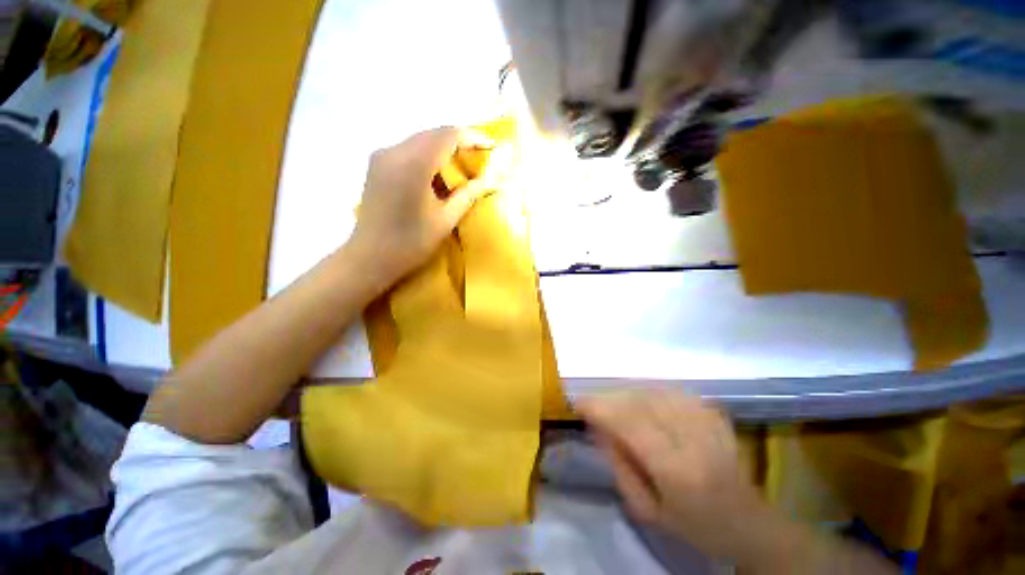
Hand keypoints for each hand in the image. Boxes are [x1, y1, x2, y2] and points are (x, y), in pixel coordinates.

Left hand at [348, 127, 497, 285]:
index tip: (489, 146)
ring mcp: (382, 156)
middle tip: (477, 158)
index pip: (447, 136)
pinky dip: (426, 156)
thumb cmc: (411, 243)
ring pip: (419, 140)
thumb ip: (468, 195)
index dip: (471, 137)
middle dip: (458, 142)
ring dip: (441, 149)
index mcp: (414, 165)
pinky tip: (435, 175)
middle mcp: (395, 151)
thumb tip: (487, 180)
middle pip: (432, 134)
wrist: (370, 257)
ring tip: (459, 168)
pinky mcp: (376, 164)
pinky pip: (407, 149)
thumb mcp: (446, 220)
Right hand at [576, 391, 768, 563]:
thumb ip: (618, 464)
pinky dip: (648, 393)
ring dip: (627, 395)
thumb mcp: (646, 509)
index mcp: (678, 470)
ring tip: (617, 407)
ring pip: (652, 390)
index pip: (630, 423)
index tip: (578, 403)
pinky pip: (669, 390)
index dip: (599, 407)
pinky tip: (644, 405)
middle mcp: (693, 437)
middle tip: (595, 407)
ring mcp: (706, 419)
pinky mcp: (712, 410)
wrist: (749, 522)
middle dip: (610, 399)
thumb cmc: (694, 526)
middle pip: (639, 401)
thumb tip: (597, 426)